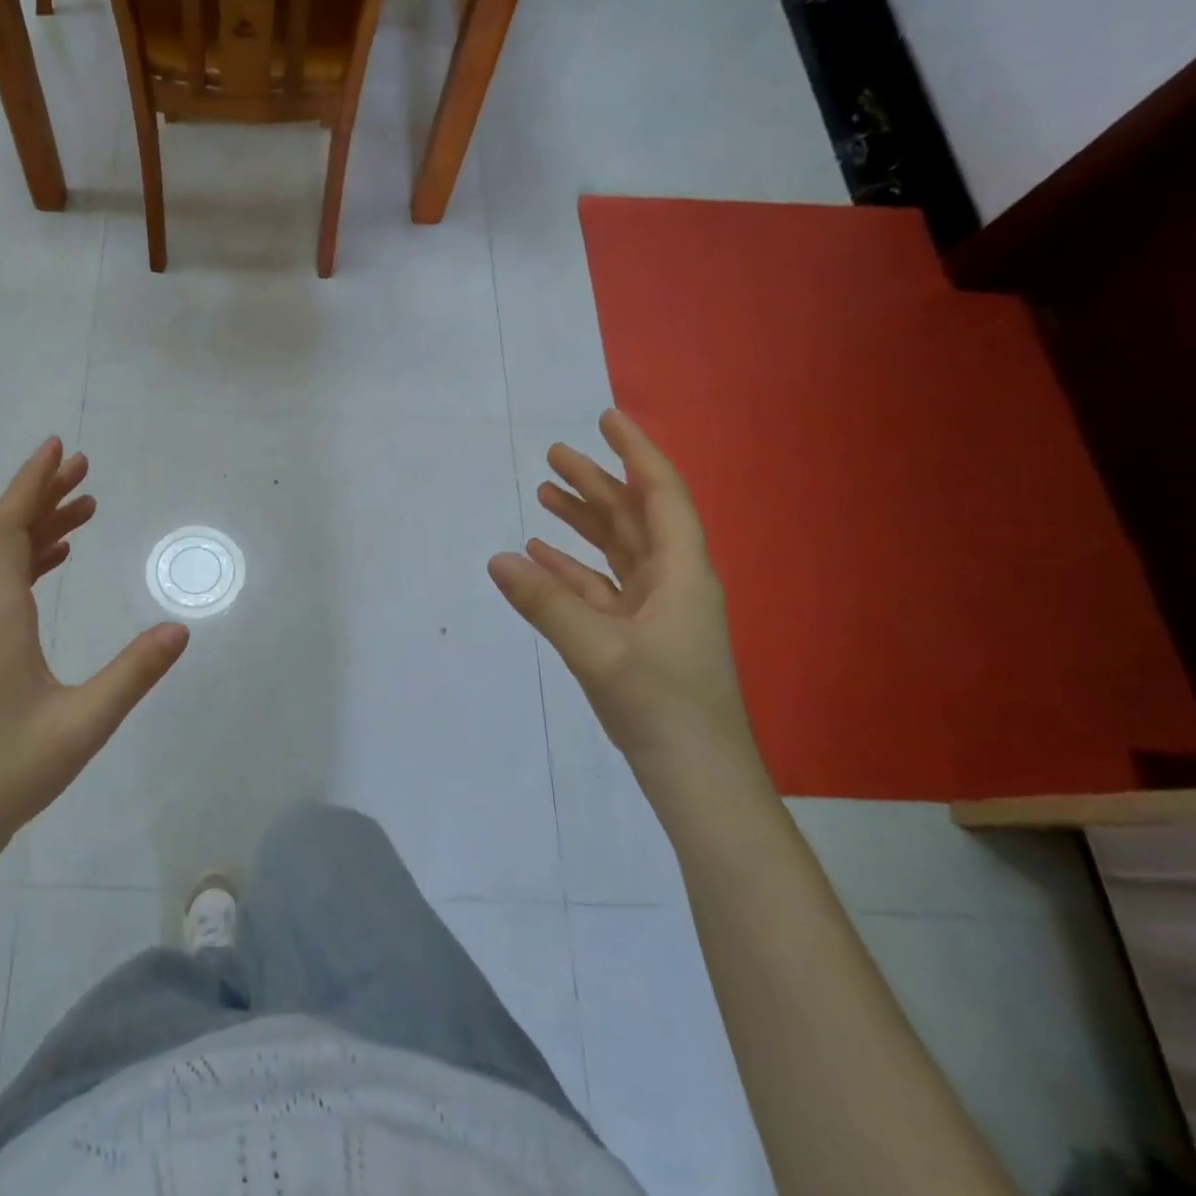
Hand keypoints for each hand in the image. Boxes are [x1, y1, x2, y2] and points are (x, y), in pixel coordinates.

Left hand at [0, 438, 188, 852]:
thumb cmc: (9, 769)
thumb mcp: (83, 722)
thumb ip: (133, 674)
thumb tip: (180, 629)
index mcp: (0, 616)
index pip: (8, 530)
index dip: (30, 484)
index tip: (58, 449)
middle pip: (6, 536)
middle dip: (43, 495)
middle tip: (84, 468)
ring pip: (7, 562)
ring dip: (42, 528)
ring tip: (84, 506)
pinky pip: (9, 589)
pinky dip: (35, 562)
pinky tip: (59, 562)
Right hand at [488, 409, 758, 779]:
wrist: (696, 776)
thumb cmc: (662, 704)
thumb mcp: (598, 649)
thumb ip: (545, 602)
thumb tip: (498, 559)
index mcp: (681, 572)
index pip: (660, 494)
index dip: (635, 453)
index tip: (606, 419)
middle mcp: (671, 581)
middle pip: (632, 517)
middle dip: (596, 483)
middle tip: (554, 454)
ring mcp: (653, 610)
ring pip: (615, 550)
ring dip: (582, 522)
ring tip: (544, 495)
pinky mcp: (634, 636)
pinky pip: (599, 587)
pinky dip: (571, 569)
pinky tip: (539, 557)